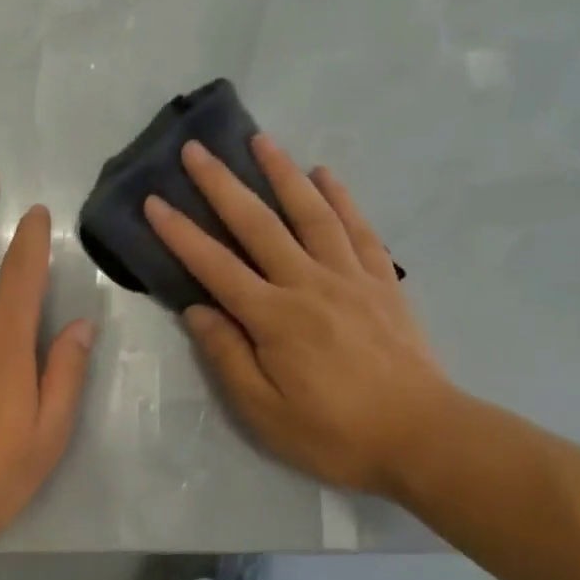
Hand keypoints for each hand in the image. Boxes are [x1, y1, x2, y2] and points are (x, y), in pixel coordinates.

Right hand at [144, 136, 455, 495]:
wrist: (425, 439)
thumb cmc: (336, 433)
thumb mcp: (264, 413)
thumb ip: (227, 357)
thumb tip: (197, 310)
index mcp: (274, 317)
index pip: (215, 266)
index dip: (180, 233)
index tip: (154, 202)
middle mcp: (308, 284)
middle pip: (258, 224)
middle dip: (222, 184)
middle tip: (195, 149)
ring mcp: (349, 277)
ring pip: (310, 213)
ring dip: (281, 173)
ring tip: (260, 140)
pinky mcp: (381, 281)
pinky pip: (358, 229)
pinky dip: (341, 198)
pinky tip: (325, 175)